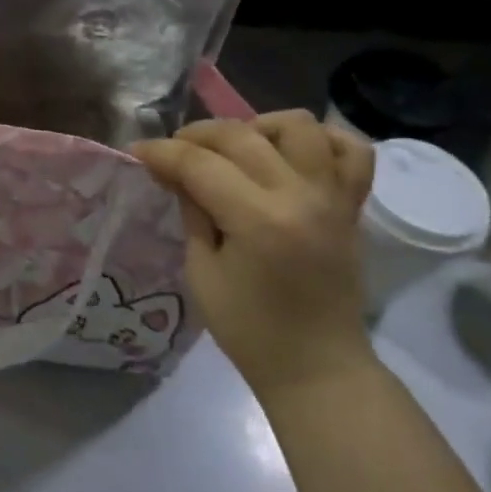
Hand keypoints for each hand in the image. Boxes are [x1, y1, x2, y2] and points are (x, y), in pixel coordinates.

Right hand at [133, 110, 375, 397]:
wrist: (317, 366)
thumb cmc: (249, 329)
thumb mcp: (201, 272)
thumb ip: (192, 212)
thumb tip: (177, 172)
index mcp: (258, 220)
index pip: (200, 164)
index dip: (162, 152)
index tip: (138, 152)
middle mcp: (301, 196)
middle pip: (241, 135)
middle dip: (197, 135)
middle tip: (174, 153)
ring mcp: (333, 196)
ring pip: (298, 126)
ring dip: (258, 127)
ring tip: (237, 150)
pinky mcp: (352, 205)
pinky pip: (351, 150)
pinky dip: (321, 139)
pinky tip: (291, 153)